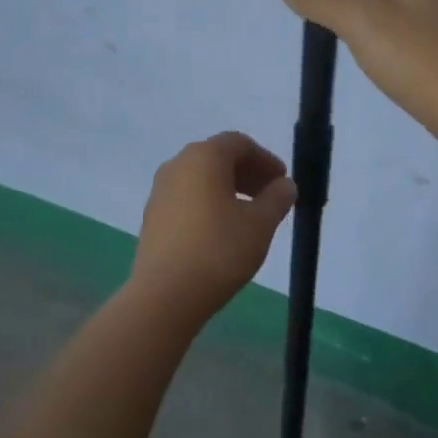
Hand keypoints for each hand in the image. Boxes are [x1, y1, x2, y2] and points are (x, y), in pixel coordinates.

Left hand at [129, 132, 296, 321]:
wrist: (165, 295)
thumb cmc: (219, 251)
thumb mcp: (260, 224)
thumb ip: (277, 198)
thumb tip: (285, 185)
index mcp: (204, 157)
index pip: (239, 143)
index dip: (265, 159)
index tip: (282, 181)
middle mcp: (178, 164)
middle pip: (218, 157)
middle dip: (247, 173)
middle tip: (270, 197)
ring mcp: (160, 190)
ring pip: (201, 178)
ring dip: (228, 189)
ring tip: (249, 216)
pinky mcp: (152, 216)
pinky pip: (186, 197)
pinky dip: (208, 203)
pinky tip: (222, 231)